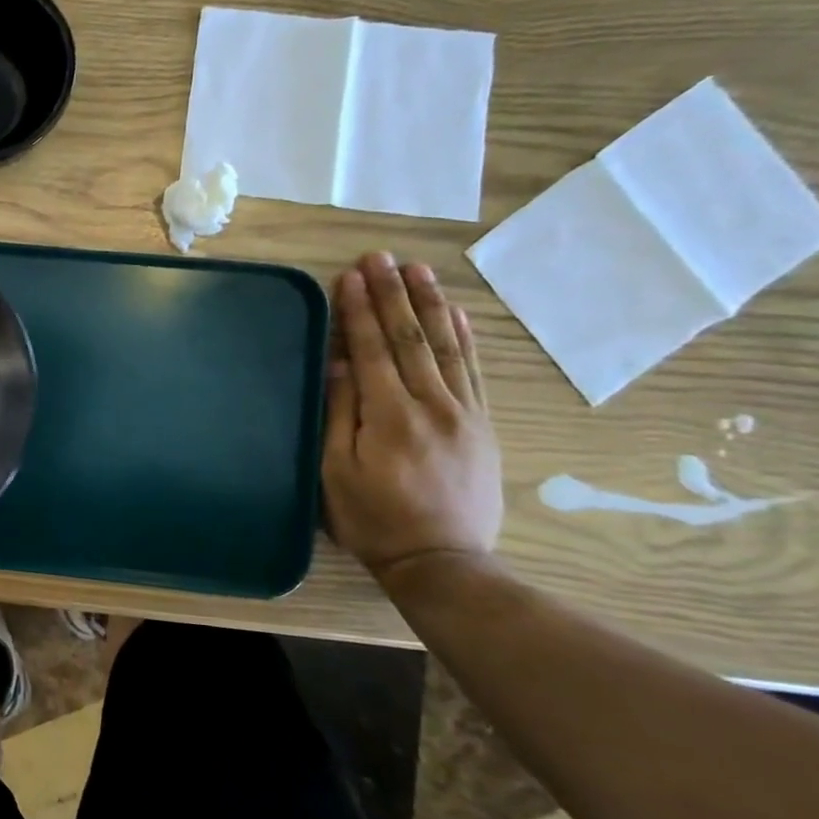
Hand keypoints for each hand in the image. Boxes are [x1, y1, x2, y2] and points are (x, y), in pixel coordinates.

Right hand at [322, 252, 502, 587]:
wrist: (444, 562)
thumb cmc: (374, 519)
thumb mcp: (336, 471)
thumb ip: (340, 413)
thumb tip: (338, 362)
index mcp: (389, 416)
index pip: (371, 350)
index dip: (358, 311)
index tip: (348, 276)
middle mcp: (432, 405)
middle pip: (410, 339)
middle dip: (392, 294)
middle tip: (380, 257)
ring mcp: (464, 413)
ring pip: (447, 346)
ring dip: (429, 304)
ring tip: (417, 270)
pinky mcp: (482, 424)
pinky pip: (474, 371)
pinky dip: (464, 337)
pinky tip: (456, 314)